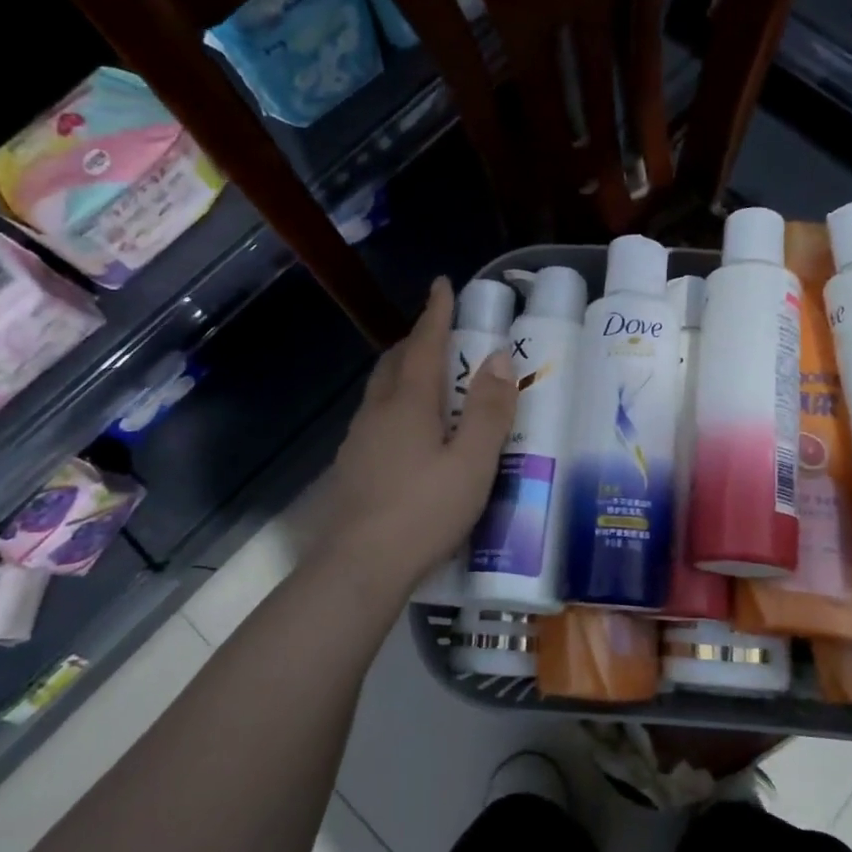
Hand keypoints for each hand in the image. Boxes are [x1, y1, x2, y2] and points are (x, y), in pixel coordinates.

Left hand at [316, 277, 516, 597]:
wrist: (359, 567)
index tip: (442, 284)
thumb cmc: (424, 511)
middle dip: (417, 341)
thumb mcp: (473, 462)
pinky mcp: (352, 468)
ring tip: (430, 382)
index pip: (424, 344)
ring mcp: (359, 441)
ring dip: (404, 374)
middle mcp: (377, 412)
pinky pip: (377, 420)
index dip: (436, 313)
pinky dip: (396, 407)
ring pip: (381, 392)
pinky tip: (410, 435)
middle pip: (394, 363)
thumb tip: (499, 357)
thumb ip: (489, 411)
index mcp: (408, 403)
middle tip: (442, 337)